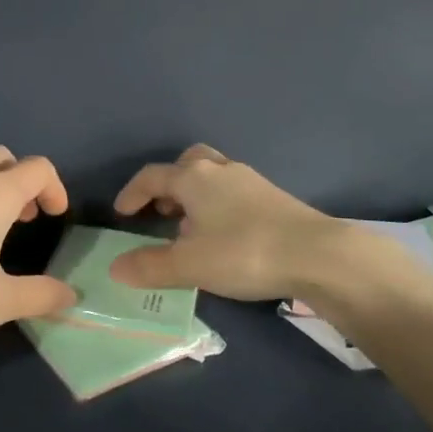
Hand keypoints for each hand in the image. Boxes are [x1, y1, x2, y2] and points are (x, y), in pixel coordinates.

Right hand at [107, 144, 349, 299]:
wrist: (316, 254)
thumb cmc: (243, 252)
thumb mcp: (189, 264)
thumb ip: (150, 266)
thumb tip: (116, 267)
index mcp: (194, 177)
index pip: (152, 176)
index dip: (132, 193)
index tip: (122, 214)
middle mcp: (221, 170)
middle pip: (187, 164)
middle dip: (169, 185)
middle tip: (161, 212)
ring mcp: (251, 181)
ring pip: (213, 178)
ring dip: (195, 197)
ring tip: (191, 230)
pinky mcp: (274, 197)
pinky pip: (234, 193)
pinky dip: (219, 206)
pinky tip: (225, 237)